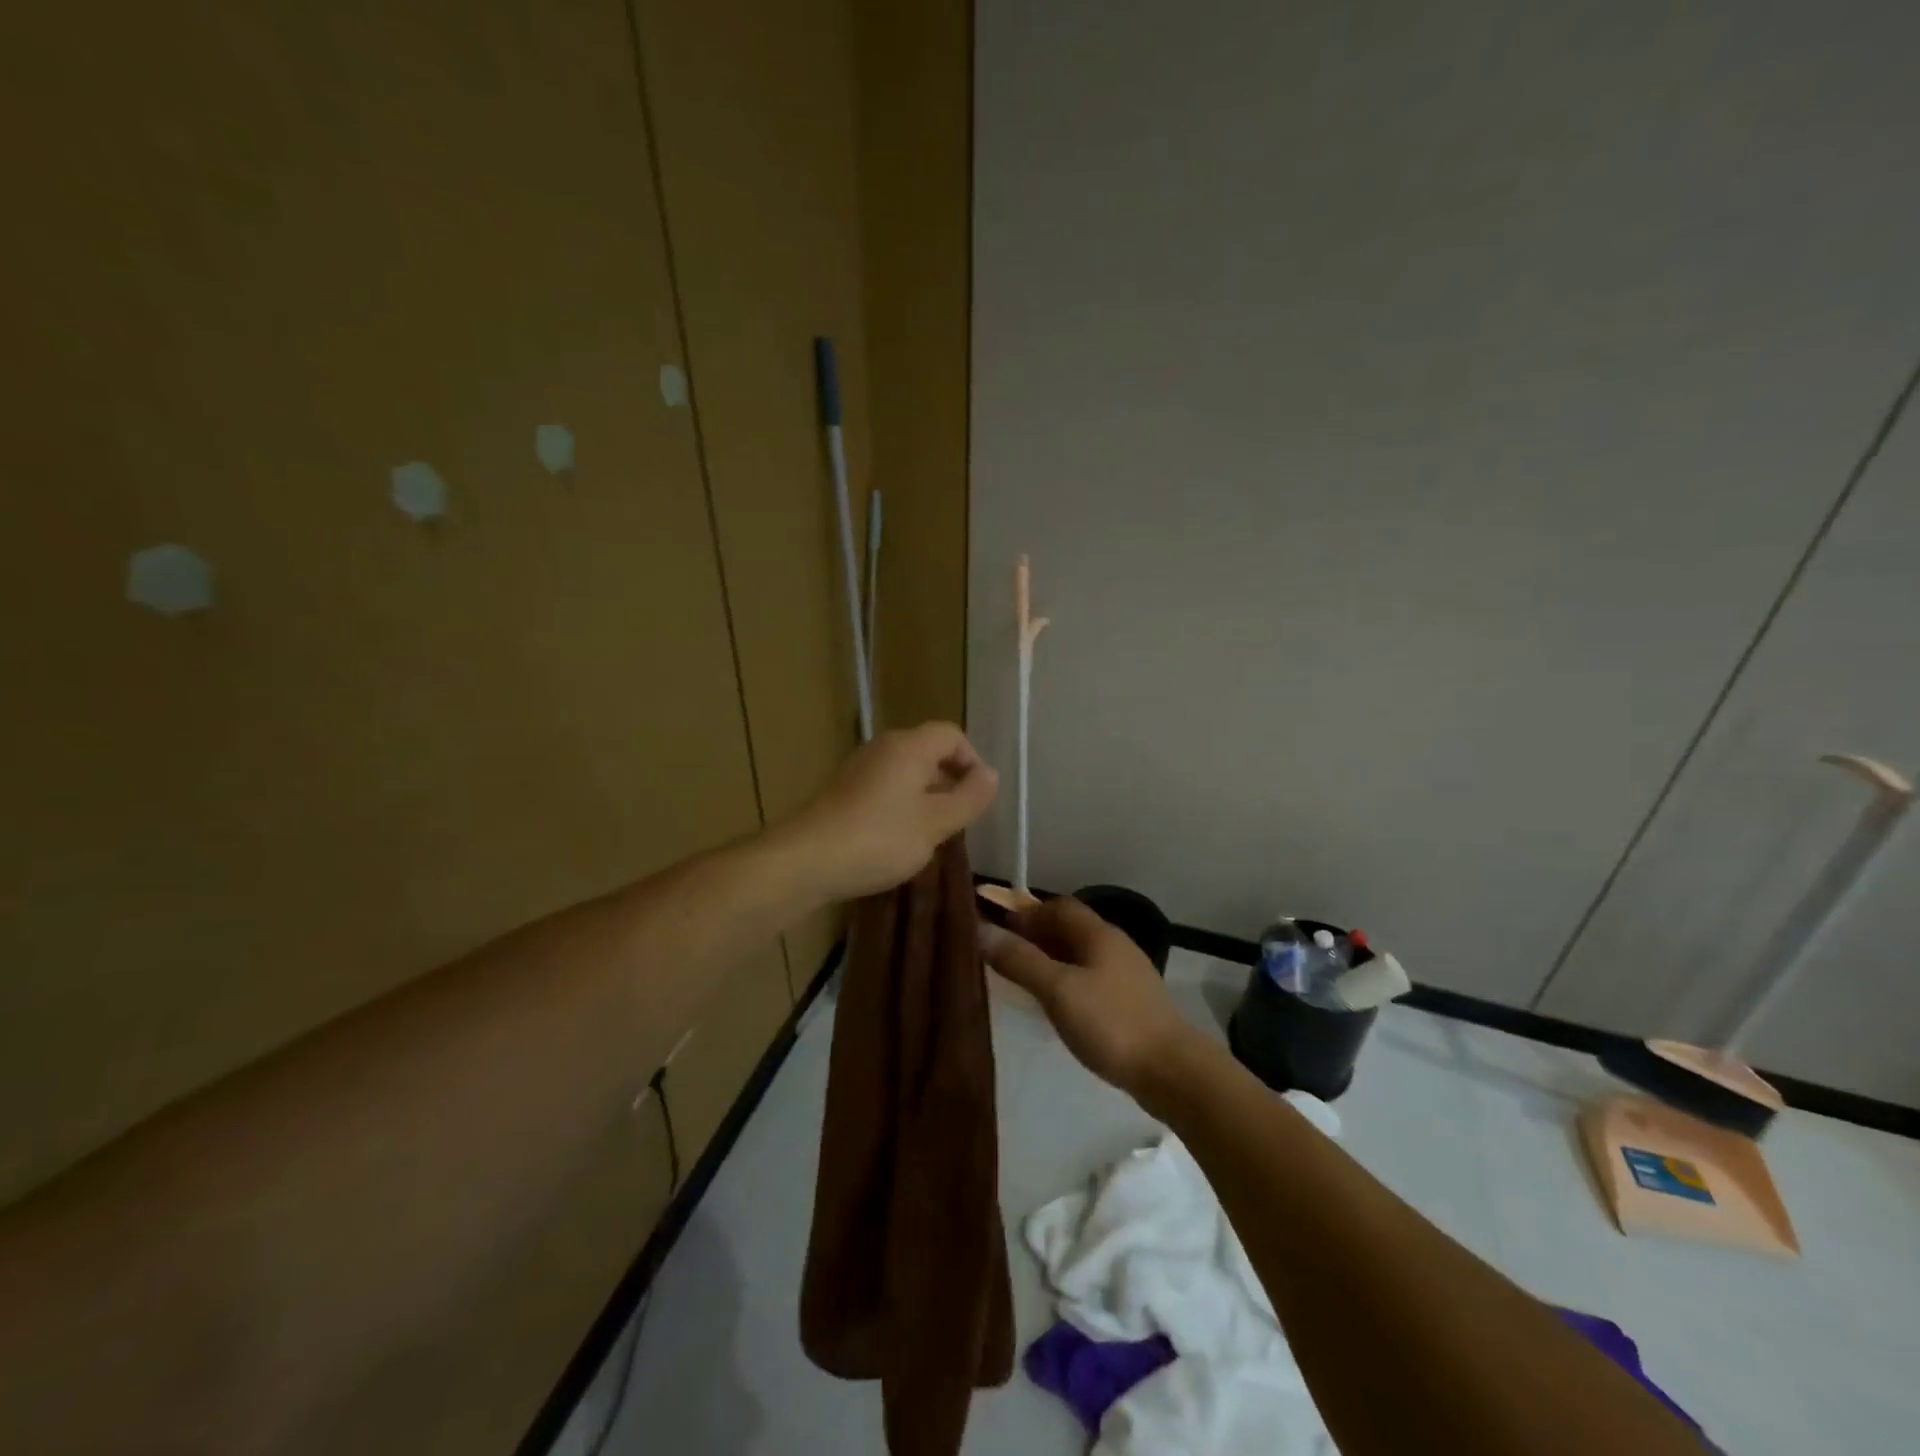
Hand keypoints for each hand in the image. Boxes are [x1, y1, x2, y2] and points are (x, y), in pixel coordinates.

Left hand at [786, 723, 999, 900]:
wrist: (806, 860)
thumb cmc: (880, 838)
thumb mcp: (936, 823)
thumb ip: (969, 798)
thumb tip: (991, 775)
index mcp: (910, 746)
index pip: (952, 735)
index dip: (972, 761)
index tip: (978, 798)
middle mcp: (883, 747)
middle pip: (928, 750)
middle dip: (950, 780)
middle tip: (959, 818)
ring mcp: (859, 768)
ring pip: (906, 771)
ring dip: (926, 795)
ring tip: (931, 832)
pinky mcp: (843, 791)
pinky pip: (885, 787)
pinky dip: (901, 805)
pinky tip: (898, 839)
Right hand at [981, 896, 1195, 1098]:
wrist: (1172, 1071)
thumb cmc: (1111, 1022)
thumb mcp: (1058, 990)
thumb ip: (1020, 960)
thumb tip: (981, 930)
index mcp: (1098, 934)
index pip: (1058, 906)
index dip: (1026, 912)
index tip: (997, 928)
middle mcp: (1114, 945)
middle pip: (1070, 929)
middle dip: (1036, 936)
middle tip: (1003, 955)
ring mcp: (1127, 975)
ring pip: (1081, 955)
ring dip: (1051, 960)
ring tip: (1023, 980)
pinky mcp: (1132, 1002)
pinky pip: (1091, 979)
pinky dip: (1068, 981)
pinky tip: (1057, 1005)